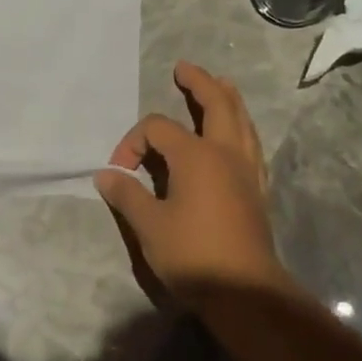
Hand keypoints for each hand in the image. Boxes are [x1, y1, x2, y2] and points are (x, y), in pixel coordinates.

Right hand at [94, 62, 288, 306]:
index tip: (118, 172)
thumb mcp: (148, 225)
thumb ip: (126, 193)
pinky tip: (236, 135)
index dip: (132, 143)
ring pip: (242, 121)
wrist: (243, 291)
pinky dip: (241, 128)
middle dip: (199, 83)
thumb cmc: (192, 254)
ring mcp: (247, 170)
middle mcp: (226, 153)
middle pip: (217, 104)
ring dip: (227, 99)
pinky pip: (251, 144)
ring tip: (219, 85)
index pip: (157, 129)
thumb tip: (105, 174)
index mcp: (196, 156)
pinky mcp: (256, 189)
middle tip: (184, 69)